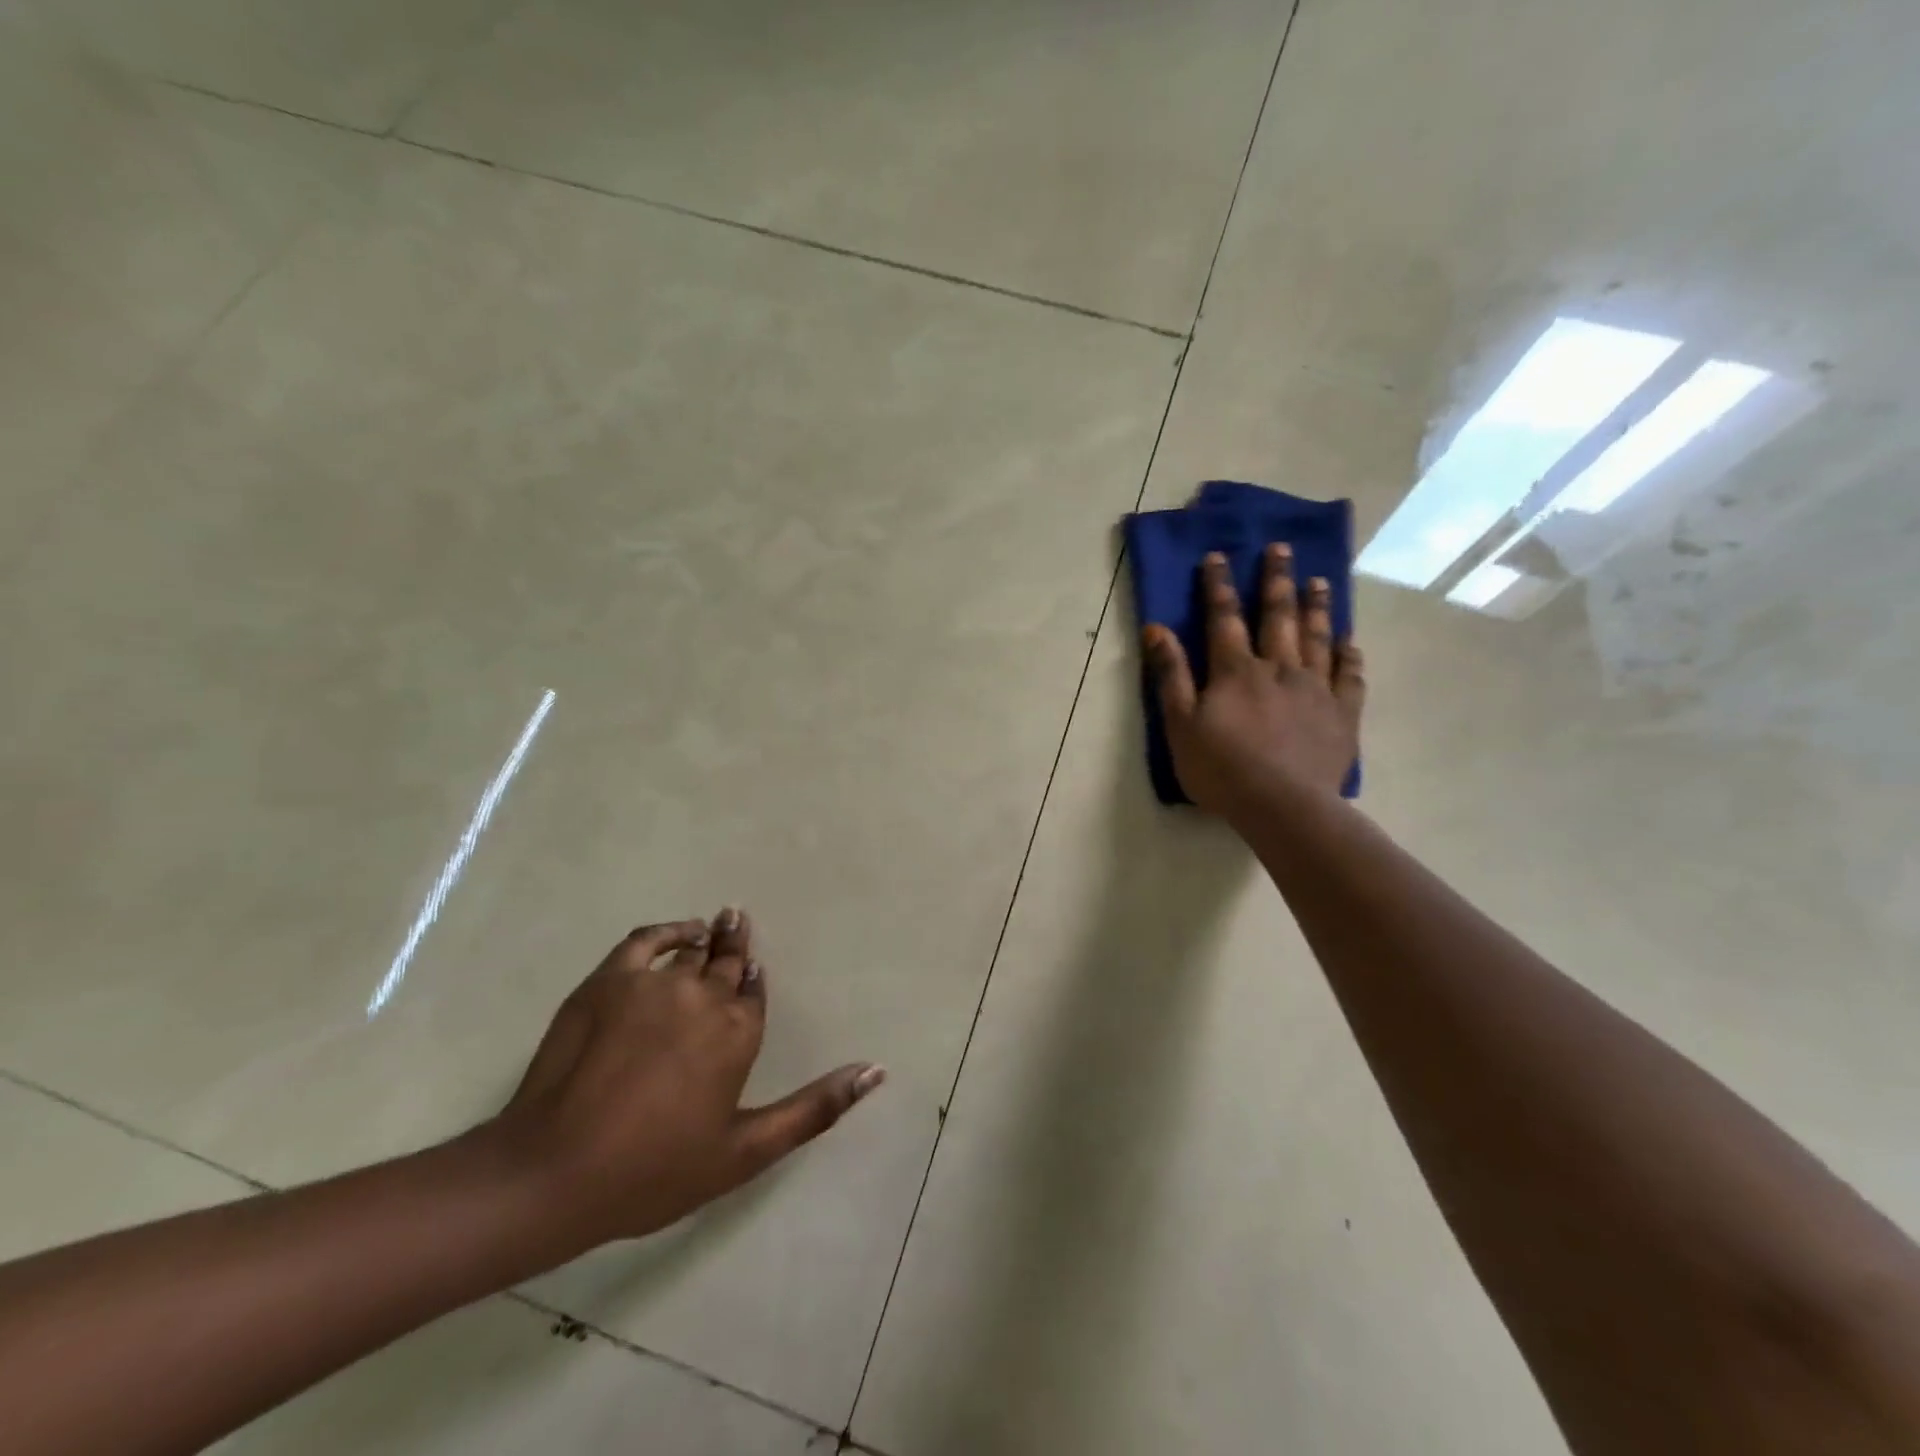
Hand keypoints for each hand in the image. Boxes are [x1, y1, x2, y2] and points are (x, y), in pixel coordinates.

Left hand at [488, 911, 883, 1251]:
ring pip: (693, 950)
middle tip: (740, 921)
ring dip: (708, 938)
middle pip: (728, 961)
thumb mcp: (744, 1152)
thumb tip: (875, 1070)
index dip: (754, 981)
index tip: (753, 972)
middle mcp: (704, 995)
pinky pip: (648, 939)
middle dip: (737, 944)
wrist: (554, 1173)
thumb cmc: (654, 1170)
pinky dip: (668, 930)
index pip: (754, 991)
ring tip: (715, 926)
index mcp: (738, 1032)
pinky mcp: (610, 979)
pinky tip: (678, 931)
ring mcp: (655, 983)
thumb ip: (815, 1109)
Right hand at [1143, 545, 1364, 814]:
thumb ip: (1171, 675)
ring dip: (1317, 607)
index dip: (1219, 586)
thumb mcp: (1180, 724)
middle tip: (1281, 549)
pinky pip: (1349, 676)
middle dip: (1276, 581)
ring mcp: (1315, 689)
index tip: (1219, 555)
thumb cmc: (1221, 769)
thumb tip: (1157, 629)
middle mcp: (1279, 668)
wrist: (1283, 806)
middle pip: (1278, 617)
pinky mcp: (1342, 714)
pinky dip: (1349, 656)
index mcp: (1236, 671)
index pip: (1224, 618)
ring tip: (1320, 581)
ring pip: (1318, 639)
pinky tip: (1350, 642)